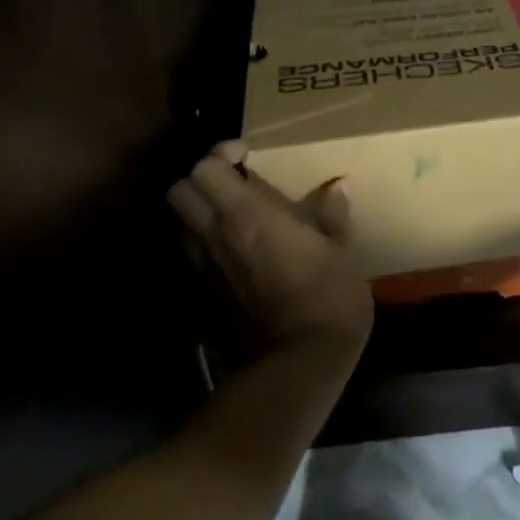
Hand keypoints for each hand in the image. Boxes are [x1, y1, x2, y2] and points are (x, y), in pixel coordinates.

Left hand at [167, 143, 373, 354]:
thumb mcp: (340, 250)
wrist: (298, 365)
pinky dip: (207, 246)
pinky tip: (238, 255)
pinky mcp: (203, 298)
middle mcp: (215, 236)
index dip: (221, 153)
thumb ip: (332, 214)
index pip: (206, 168)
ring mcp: (204, 269)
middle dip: (201, 180)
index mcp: (248, 215)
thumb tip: (339, 186)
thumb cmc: (326, 296)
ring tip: (234, 217)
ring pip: (182, 225)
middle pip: (179, 191)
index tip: (248, 156)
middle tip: (233, 184)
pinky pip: (194, 258)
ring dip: (200, 213)